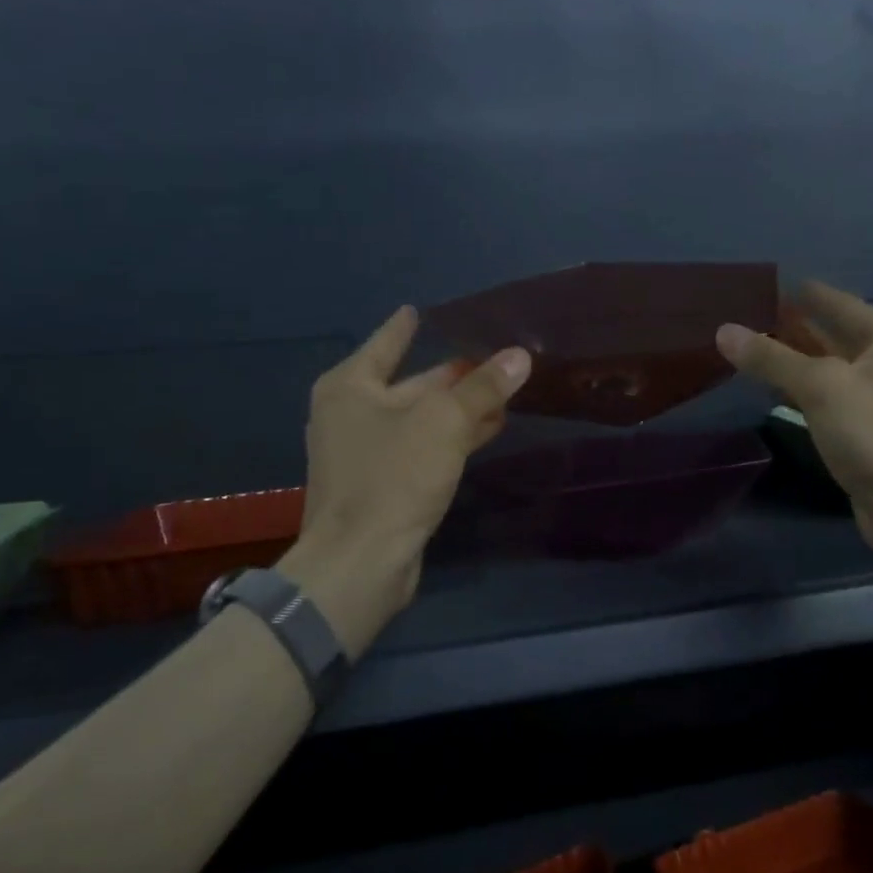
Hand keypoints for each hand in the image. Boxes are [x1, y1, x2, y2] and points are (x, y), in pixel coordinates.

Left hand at [277, 306, 529, 656]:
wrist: (360, 563)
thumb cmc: (392, 478)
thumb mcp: (443, 423)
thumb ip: (482, 387)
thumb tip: (520, 355)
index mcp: (351, 386)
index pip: (387, 342)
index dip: (407, 326)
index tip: (422, 309)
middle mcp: (353, 414)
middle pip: (412, 382)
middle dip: (454, 373)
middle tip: (494, 356)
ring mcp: (367, 453)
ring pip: (423, 418)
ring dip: (461, 407)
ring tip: (504, 391)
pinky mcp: (385, 485)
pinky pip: (425, 448)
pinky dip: (454, 437)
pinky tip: (488, 431)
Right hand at [717, 281, 872, 569]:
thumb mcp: (821, 387)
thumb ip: (772, 358)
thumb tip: (724, 330)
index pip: (840, 304)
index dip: (805, 295)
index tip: (769, 284)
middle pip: (835, 336)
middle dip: (795, 328)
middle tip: (749, 315)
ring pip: (831, 371)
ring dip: (796, 361)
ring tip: (753, 347)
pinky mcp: (870, 434)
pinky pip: (830, 401)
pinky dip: (803, 393)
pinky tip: (775, 390)